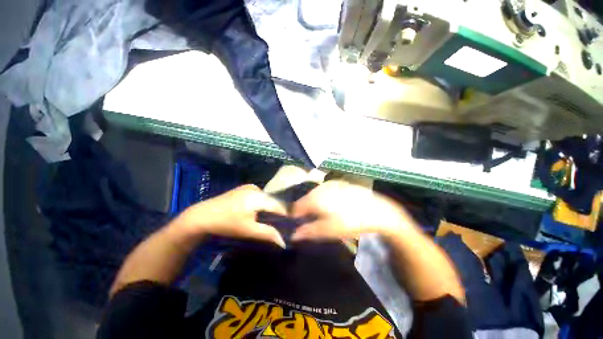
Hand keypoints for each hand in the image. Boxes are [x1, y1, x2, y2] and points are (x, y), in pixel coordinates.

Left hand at [177, 184, 287, 247]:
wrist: (202, 216)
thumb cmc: (227, 224)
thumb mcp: (248, 230)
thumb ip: (268, 234)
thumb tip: (284, 242)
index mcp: (259, 196)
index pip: (279, 205)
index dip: (285, 216)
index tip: (288, 226)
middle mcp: (257, 188)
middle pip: (273, 201)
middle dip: (276, 213)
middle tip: (278, 225)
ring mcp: (249, 187)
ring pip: (266, 198)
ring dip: (269, 208)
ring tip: (269, 220)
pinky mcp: (244, 189)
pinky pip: (259, 196)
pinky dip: (262, 204)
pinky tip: (258, 213)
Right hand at [291, 181, 415, 240]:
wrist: (376, 210)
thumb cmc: (350, 221)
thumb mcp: (328, 230)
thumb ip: (308, 232)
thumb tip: (292, 236)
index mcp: (314, 198)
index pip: (295, 207)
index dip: (296, 218)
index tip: (300, 226)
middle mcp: (319, 188)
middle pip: (305, 200)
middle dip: (305, 211)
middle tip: (313, 222)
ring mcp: (329, 184)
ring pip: (315, 195)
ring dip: (314, 204)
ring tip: (324, 215)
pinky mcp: (338, 183)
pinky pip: (324, 191)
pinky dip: (324, 198)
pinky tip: (334, 206)